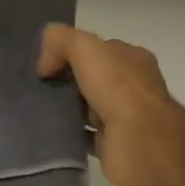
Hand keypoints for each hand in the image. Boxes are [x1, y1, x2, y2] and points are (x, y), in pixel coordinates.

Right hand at [37, 24, 181, 185]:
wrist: (140, 143)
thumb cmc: (118, 88)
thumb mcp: (86, 47)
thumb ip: (62, 40)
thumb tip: (45, 62)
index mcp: (134, 59)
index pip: (100, 50)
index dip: (73, 53)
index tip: (48, 66)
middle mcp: (135, 86)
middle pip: (95, 78)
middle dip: (71, 82)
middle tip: (43, 88)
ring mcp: (129, 117)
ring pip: (92, 107)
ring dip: (71, 109)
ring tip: (44, 110)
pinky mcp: (118, 145)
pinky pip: (89, 136)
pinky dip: (74, 134)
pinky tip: (56, 133)